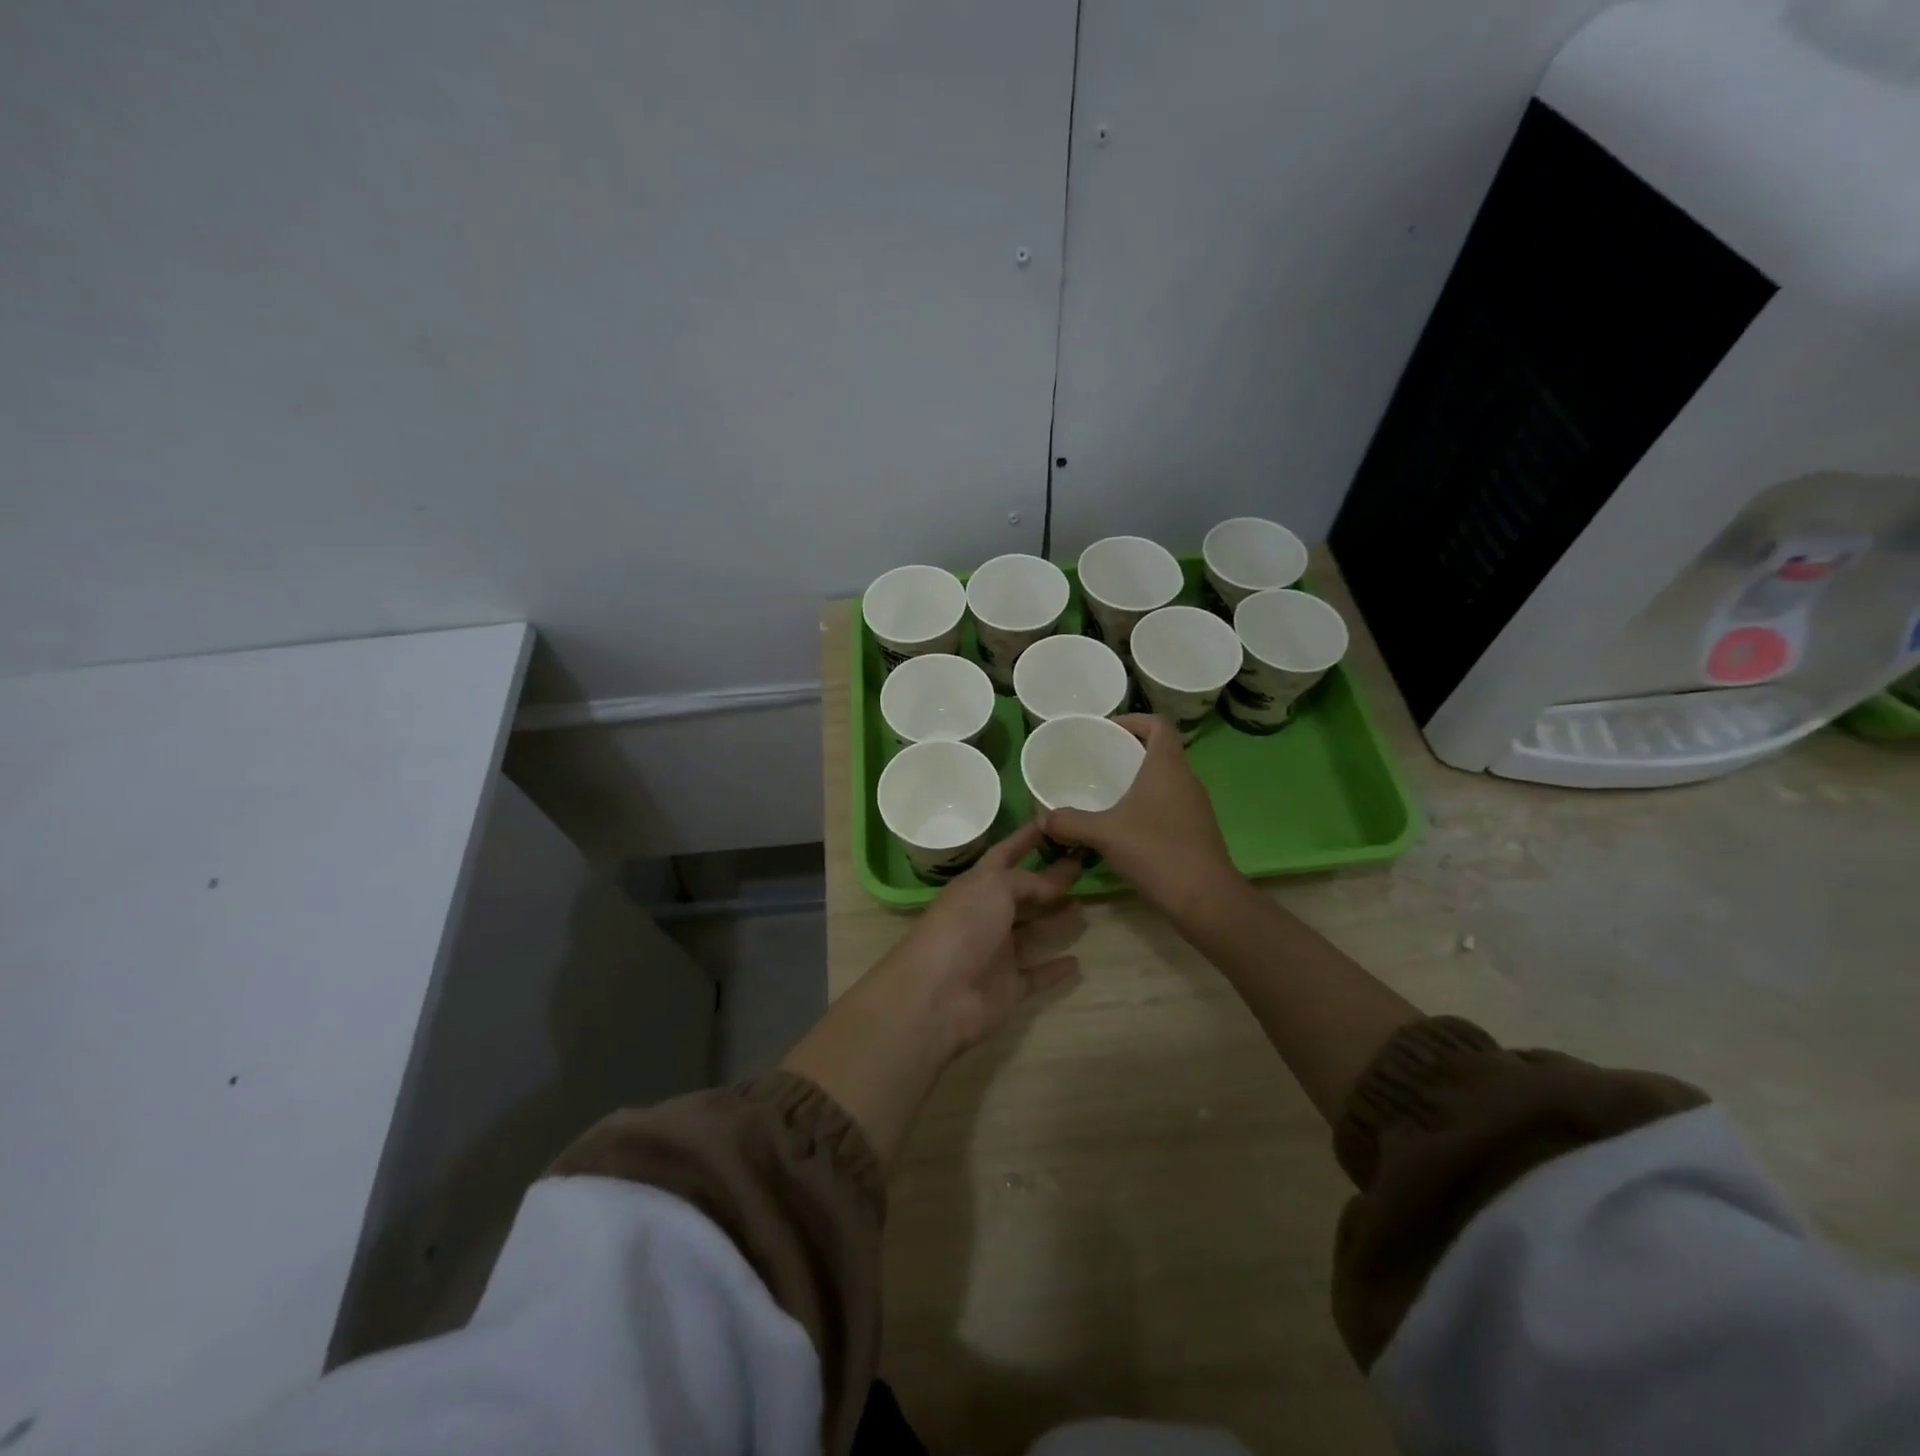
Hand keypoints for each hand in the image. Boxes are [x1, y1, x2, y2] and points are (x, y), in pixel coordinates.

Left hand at [869, 821, 1085, 1058]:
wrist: (938, 994)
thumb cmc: (963, 927)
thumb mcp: (993, 887)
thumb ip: (1027, 881)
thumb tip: (1054, 884)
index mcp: (976, 886)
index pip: (1005, 855)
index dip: (1025, 838)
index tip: (1052, 821)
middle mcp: (986, 916)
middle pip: (1023, 894)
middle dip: (1050, 881)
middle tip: (1084, 867)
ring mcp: (997, 953)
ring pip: (1033, 932)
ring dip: (1056, 921)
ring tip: (1085, 908)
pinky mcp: (1008, 987)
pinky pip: (1037, 975)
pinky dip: (1055, 970)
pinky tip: (1078, 963)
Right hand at [1039, 714, 1238, 919]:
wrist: (1205, 898)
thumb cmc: (1156, 851)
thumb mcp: (1104, 833)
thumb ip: (1070, 822)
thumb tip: (1042, 819)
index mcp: (1167, 766)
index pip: (1158, 724)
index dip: (1133, 719)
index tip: (1107, 729)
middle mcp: (1185, 779)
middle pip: (1159, 750)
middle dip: (1129, 750)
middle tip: (1097, 760)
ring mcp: (1194, 805)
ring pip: (1164, 779)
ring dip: (1138, 779)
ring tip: (1105, 791)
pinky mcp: (1195, 829)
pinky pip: (1168, 803)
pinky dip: (1146, 804)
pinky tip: (1123, 824)